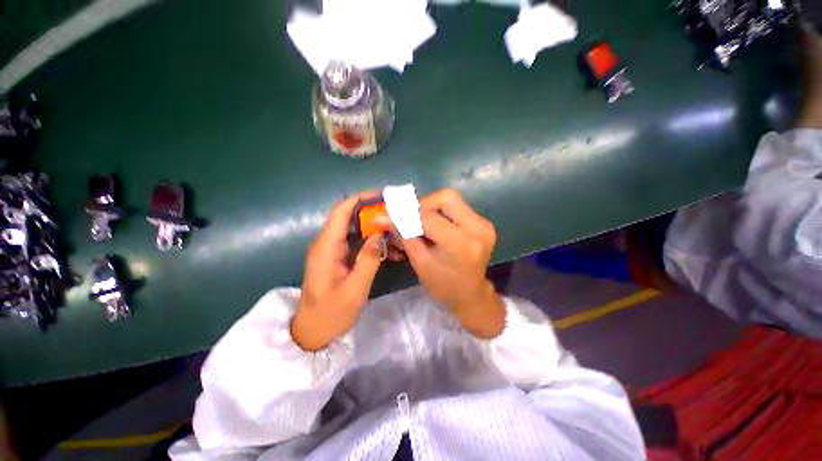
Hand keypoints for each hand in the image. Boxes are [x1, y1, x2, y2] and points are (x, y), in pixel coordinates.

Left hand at [291, 194, 383, 350]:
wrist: (312, 332)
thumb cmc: (331, 314)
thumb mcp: (354, 290)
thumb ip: (368, 260)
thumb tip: (380, 233)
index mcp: (326, 247)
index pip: (341, 212)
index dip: (360, 199)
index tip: (382, 196)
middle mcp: (327, 243)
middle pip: (349, 217)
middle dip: (372, 212)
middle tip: (396, 213)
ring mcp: (332, 250)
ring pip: (354, 229)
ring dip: (374, 227)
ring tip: (396, 228)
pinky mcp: (337, 257)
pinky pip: (356, 242)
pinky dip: (371, 240)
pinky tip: (387, 246)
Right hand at [402, 189, 505, 338]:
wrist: (471, 295)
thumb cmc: (443, 285)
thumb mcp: (420, 262)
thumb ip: (404, 235)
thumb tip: (382, 217)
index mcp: (460, 243)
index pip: (427, 216)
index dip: (405, 212)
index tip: (387, 214)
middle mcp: (477, 228)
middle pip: (445, 197)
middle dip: (423, 204)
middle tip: (411, 217)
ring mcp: (484, 224)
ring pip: (452, 200)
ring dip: (432, 207)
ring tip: (422, 223)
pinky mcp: (484, 223)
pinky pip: (459, 208)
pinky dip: (443, 212)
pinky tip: (436, 226)